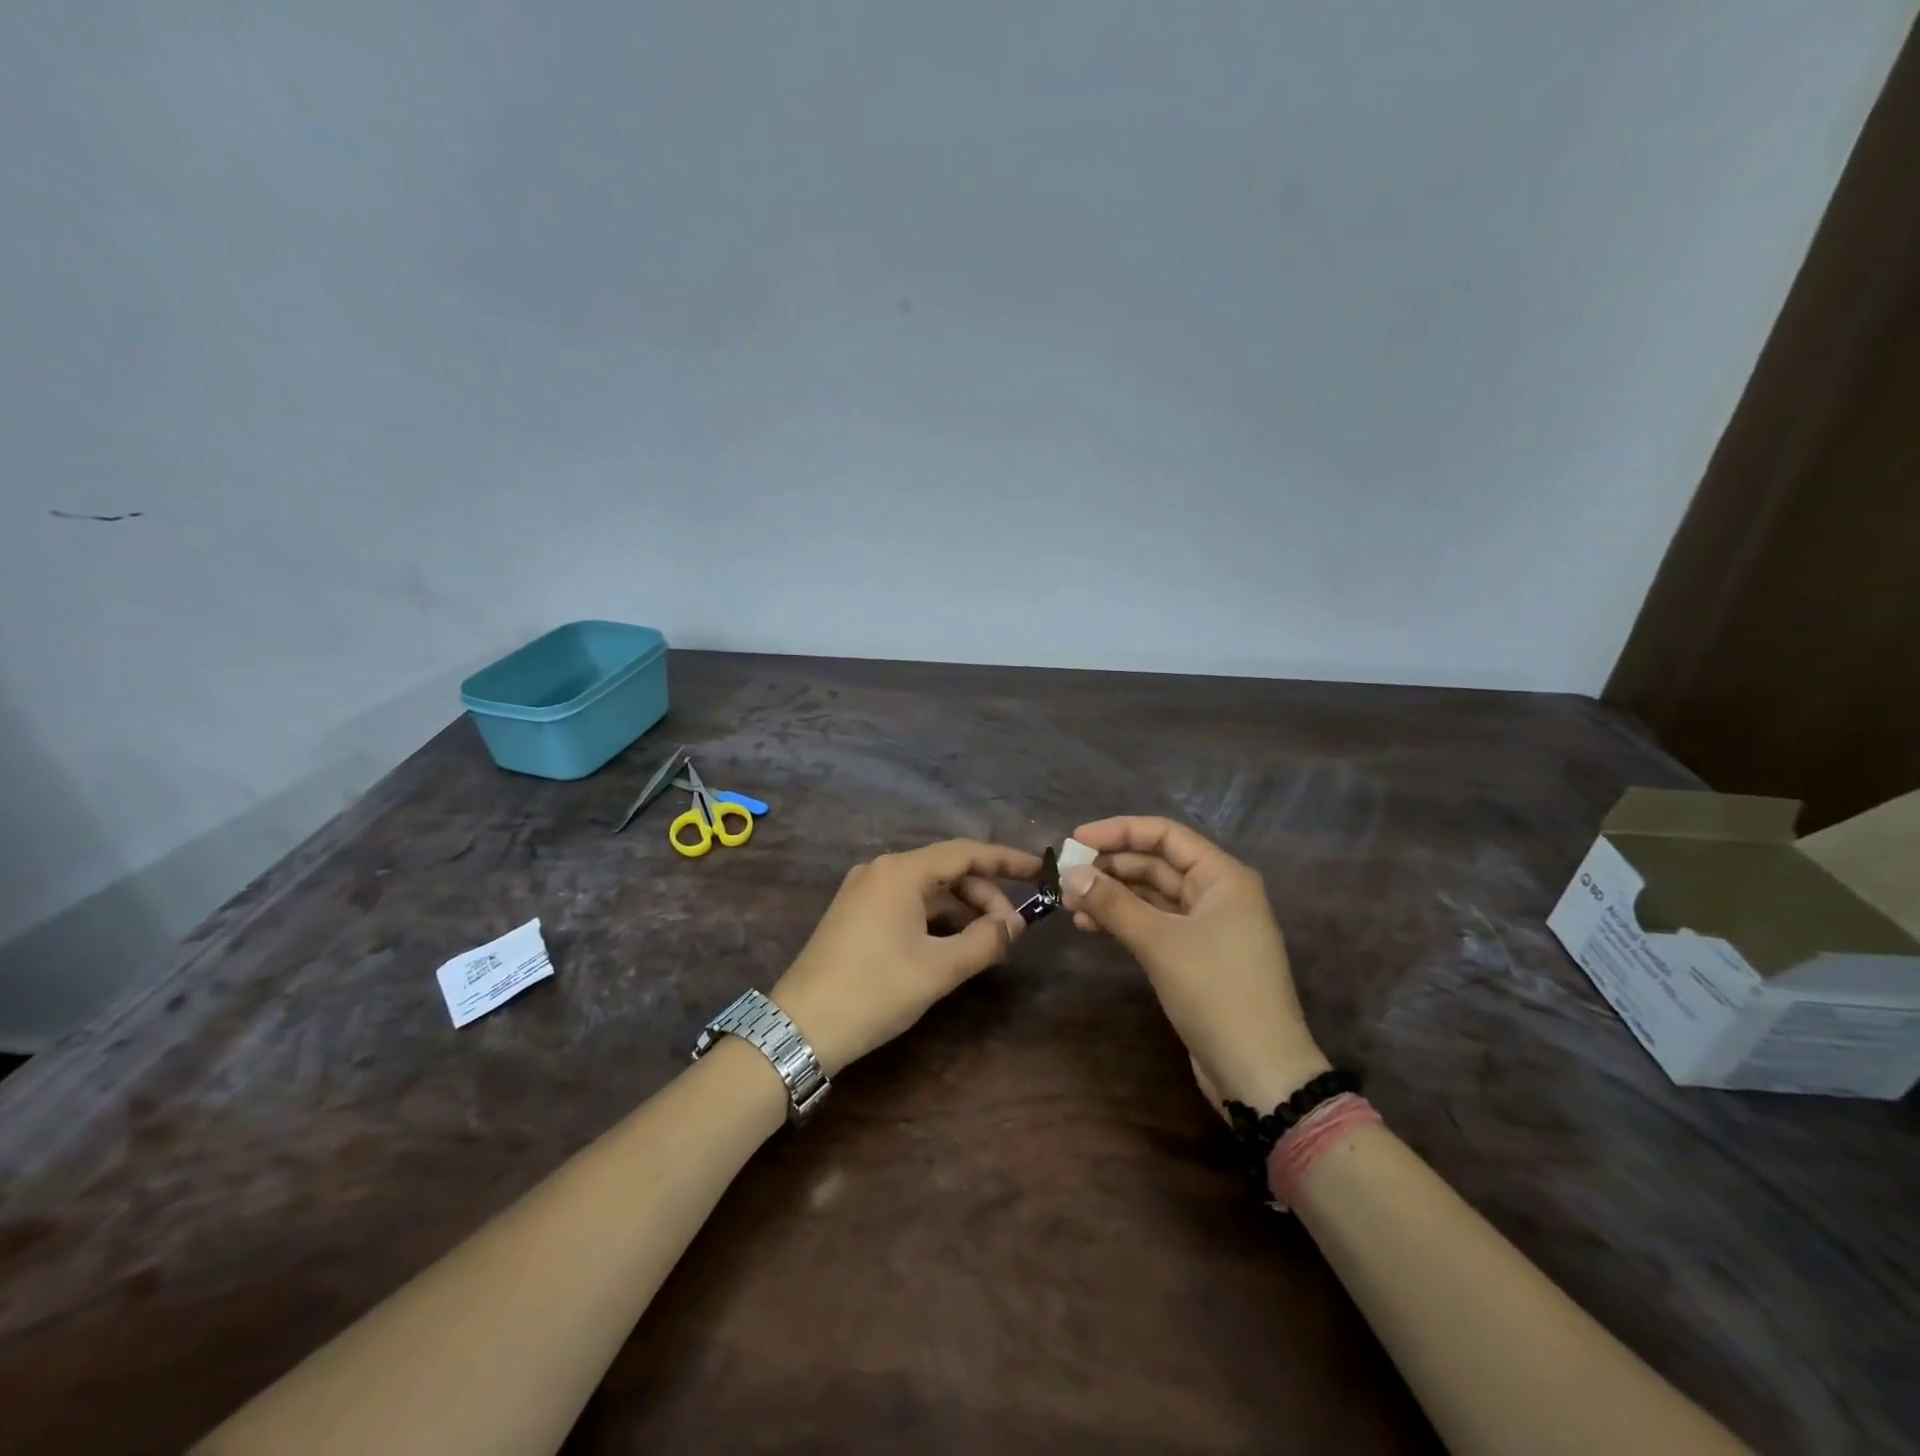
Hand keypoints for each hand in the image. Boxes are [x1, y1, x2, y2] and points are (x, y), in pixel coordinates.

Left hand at [772, 840, 1043, 1074]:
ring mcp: (864, 892)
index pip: (966, 852)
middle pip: (947, 871)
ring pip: (928, 891)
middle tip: (1011, 932)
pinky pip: (907, 905)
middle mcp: (881, 871)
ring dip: (961, 912)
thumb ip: (985, 940)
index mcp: (900, 871)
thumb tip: (1016, 924)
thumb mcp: (939, 968)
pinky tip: (952, 947)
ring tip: (986, 944)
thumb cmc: (875, 990)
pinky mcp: (855, 915)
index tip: (1040, 871)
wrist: (800, 1028)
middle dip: (984, 897)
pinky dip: (936, 921)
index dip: (1007, 860)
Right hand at [1061, 816, 1328, 1110]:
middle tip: (1065, 876)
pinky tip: (1090, 927)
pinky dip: (1124, 922)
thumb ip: (1113, 903)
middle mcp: (1217, 894)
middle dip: (1111, 867)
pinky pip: (1154, 924)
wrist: (1259, 1074)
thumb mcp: (1160, 943)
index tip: (1076, 840)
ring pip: (1152, 896)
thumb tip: (1071, 873)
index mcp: (1222, 877)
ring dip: (1112, 895)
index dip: (1119, 831)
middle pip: (1156, 864)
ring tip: (1070, 903)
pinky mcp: (1195, 957)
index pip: (1165, 835)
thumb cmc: (1216, 993)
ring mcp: (1207, 927)